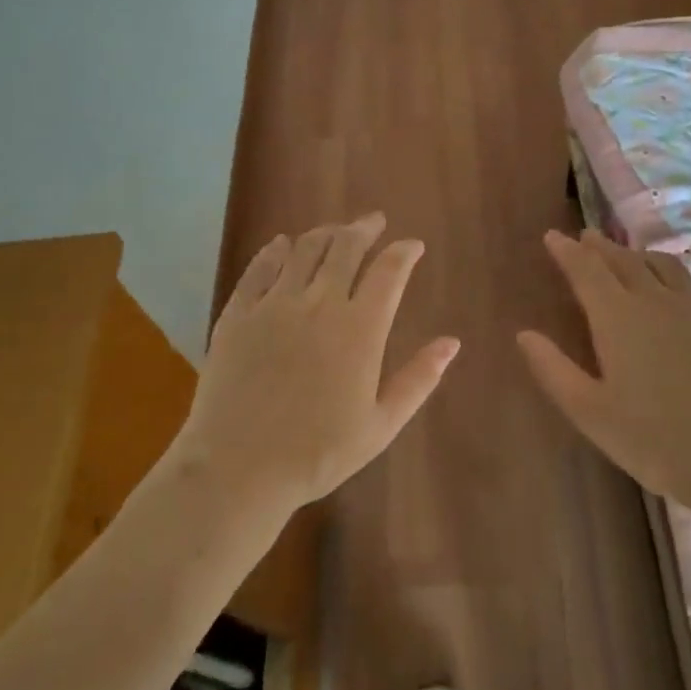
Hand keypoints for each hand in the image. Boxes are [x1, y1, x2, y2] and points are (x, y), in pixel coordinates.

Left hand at [170, 213, 458, 515]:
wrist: (239, 467)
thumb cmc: (319, 452)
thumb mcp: (381, 424)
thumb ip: (419, 379)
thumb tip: (452, 342)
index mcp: (360, 328)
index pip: (389, 271)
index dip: (404, 252)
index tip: (412, 245)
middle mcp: (319, 303)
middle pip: (345, 247)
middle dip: (364, 229)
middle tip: (373, 222)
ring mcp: (274, 304)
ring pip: (304, 250)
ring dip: (325, 233)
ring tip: (335, 230)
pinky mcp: (238, 313)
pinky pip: (259, 268)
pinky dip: (275, 251)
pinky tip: (282, 245)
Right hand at [518, 228, 690, 514]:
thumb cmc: (656, 440)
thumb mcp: (590, 412)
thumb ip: (553, 369)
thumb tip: (524, 334)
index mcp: (618, 316)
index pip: (585, 269)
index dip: (566, 250)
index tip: (553, 236)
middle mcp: (657, 300)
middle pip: (624, 260)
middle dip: (601, 247)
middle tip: (587, 238)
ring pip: (665, 267)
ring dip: (640, 256)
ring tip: (630, 257)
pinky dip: (676, 282)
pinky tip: (679, 297)